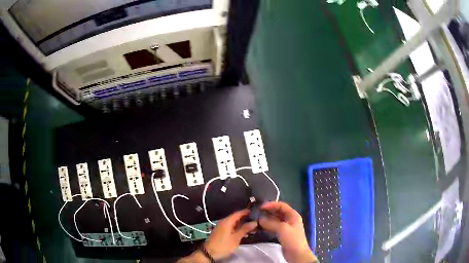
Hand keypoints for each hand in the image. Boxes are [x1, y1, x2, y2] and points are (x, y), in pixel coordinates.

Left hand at [178, 210, 256, 262]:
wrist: (209, 253)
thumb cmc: (223, 245)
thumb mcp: (235, 238)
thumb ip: (244, 229)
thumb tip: (254, 222)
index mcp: (227, 221)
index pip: (238, 213)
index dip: (247, 212)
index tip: (256, 212)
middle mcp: (224, 222)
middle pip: (237, 218)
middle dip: (246, 219)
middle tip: (257, 222)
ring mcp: (222, 227)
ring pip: (235, 223)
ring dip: (243, 225)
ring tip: (253, 229)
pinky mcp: (222, 232)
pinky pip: (232, 227)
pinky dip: (238, 229)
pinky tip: (245, 234)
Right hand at [259, 202, 316, 262]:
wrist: (297, 254)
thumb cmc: (292, 239)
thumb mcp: (282, 228)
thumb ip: (271, 222)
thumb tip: (259, 218)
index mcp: (293, 215)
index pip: (281, 205)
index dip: (271, 204)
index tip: (260, 207)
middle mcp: (290, 219)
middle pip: (278, 212)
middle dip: (268, 211)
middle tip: (256, 213)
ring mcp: (286, 227)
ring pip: (275, 219)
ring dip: (267, 219)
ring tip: (256, 219)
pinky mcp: (282, 234)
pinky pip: (274, 226)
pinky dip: (267, 225)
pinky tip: (260, 226)